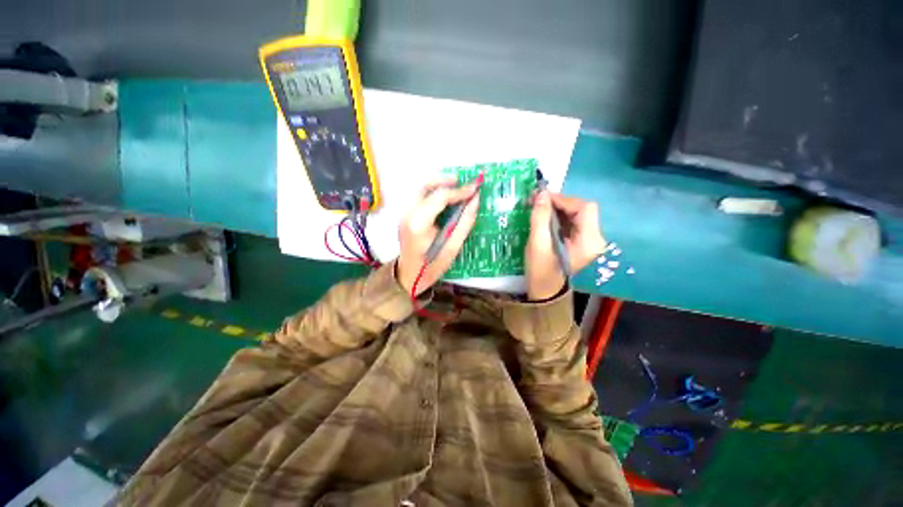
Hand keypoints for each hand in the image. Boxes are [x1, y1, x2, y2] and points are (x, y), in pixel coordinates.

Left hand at [397, 178, 480, 295]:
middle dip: (445, 180)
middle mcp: (407, 214)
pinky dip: (432, 192)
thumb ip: (465, 222)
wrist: (407, 277)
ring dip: (438, 184)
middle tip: (463, 182)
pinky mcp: (404, 216)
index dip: (459, 191)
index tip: (475, 188)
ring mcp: (403, 214)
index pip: (439, 197)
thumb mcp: (452, 248)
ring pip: (420, 189)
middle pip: (424, 185)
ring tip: (455, 187)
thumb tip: (475, 200)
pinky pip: (418, 197)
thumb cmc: (431, 267)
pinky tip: (444, 199)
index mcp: (419, 223)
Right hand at [526, 191, 606, 299]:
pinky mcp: (579, 244)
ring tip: (537, 206)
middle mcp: (594, 239)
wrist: (544, 295)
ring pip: (575, 216)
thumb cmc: (541, 272)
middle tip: (537, 200)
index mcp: (589, 241)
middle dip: (559, 203)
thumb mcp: (538, 244)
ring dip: (557, 209)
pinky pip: (571, 224)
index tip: (542, 197)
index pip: (584, 208)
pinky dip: (557, 218)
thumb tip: (541, 194)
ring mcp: (588, 242)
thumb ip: (540, 218)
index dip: (564, 199)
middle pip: (581, 210)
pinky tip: (543, 217)